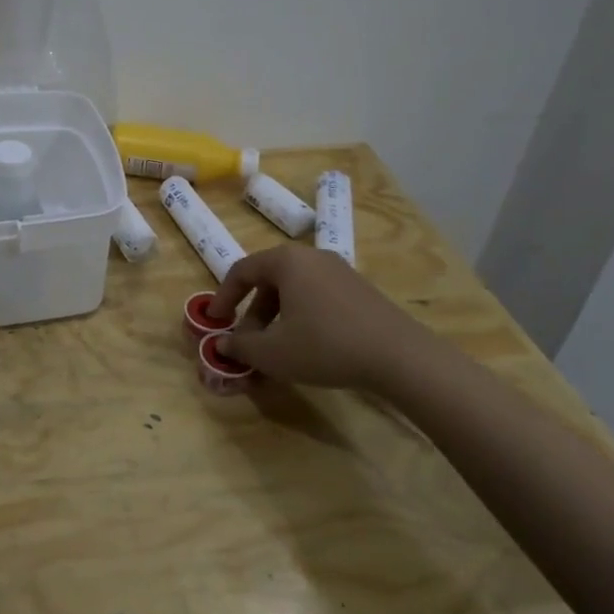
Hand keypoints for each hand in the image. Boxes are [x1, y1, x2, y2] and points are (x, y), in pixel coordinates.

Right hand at [206, 245, 447, 396]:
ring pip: (294, 291)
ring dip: (276, 319)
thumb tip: (222, 344)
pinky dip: (301, 318)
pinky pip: (317, 298)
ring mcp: (339, 271)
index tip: (214, 322)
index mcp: (286, 262)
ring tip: (276, 351)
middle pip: (269, 281)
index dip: (223, 297)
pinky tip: (307, 349)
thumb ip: (241, 347)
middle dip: (252, 314)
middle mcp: (312, 257)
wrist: (400, 356)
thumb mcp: (273, 353)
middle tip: (247, 343)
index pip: (241, 271)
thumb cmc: (325, 346)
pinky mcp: (360, 290)